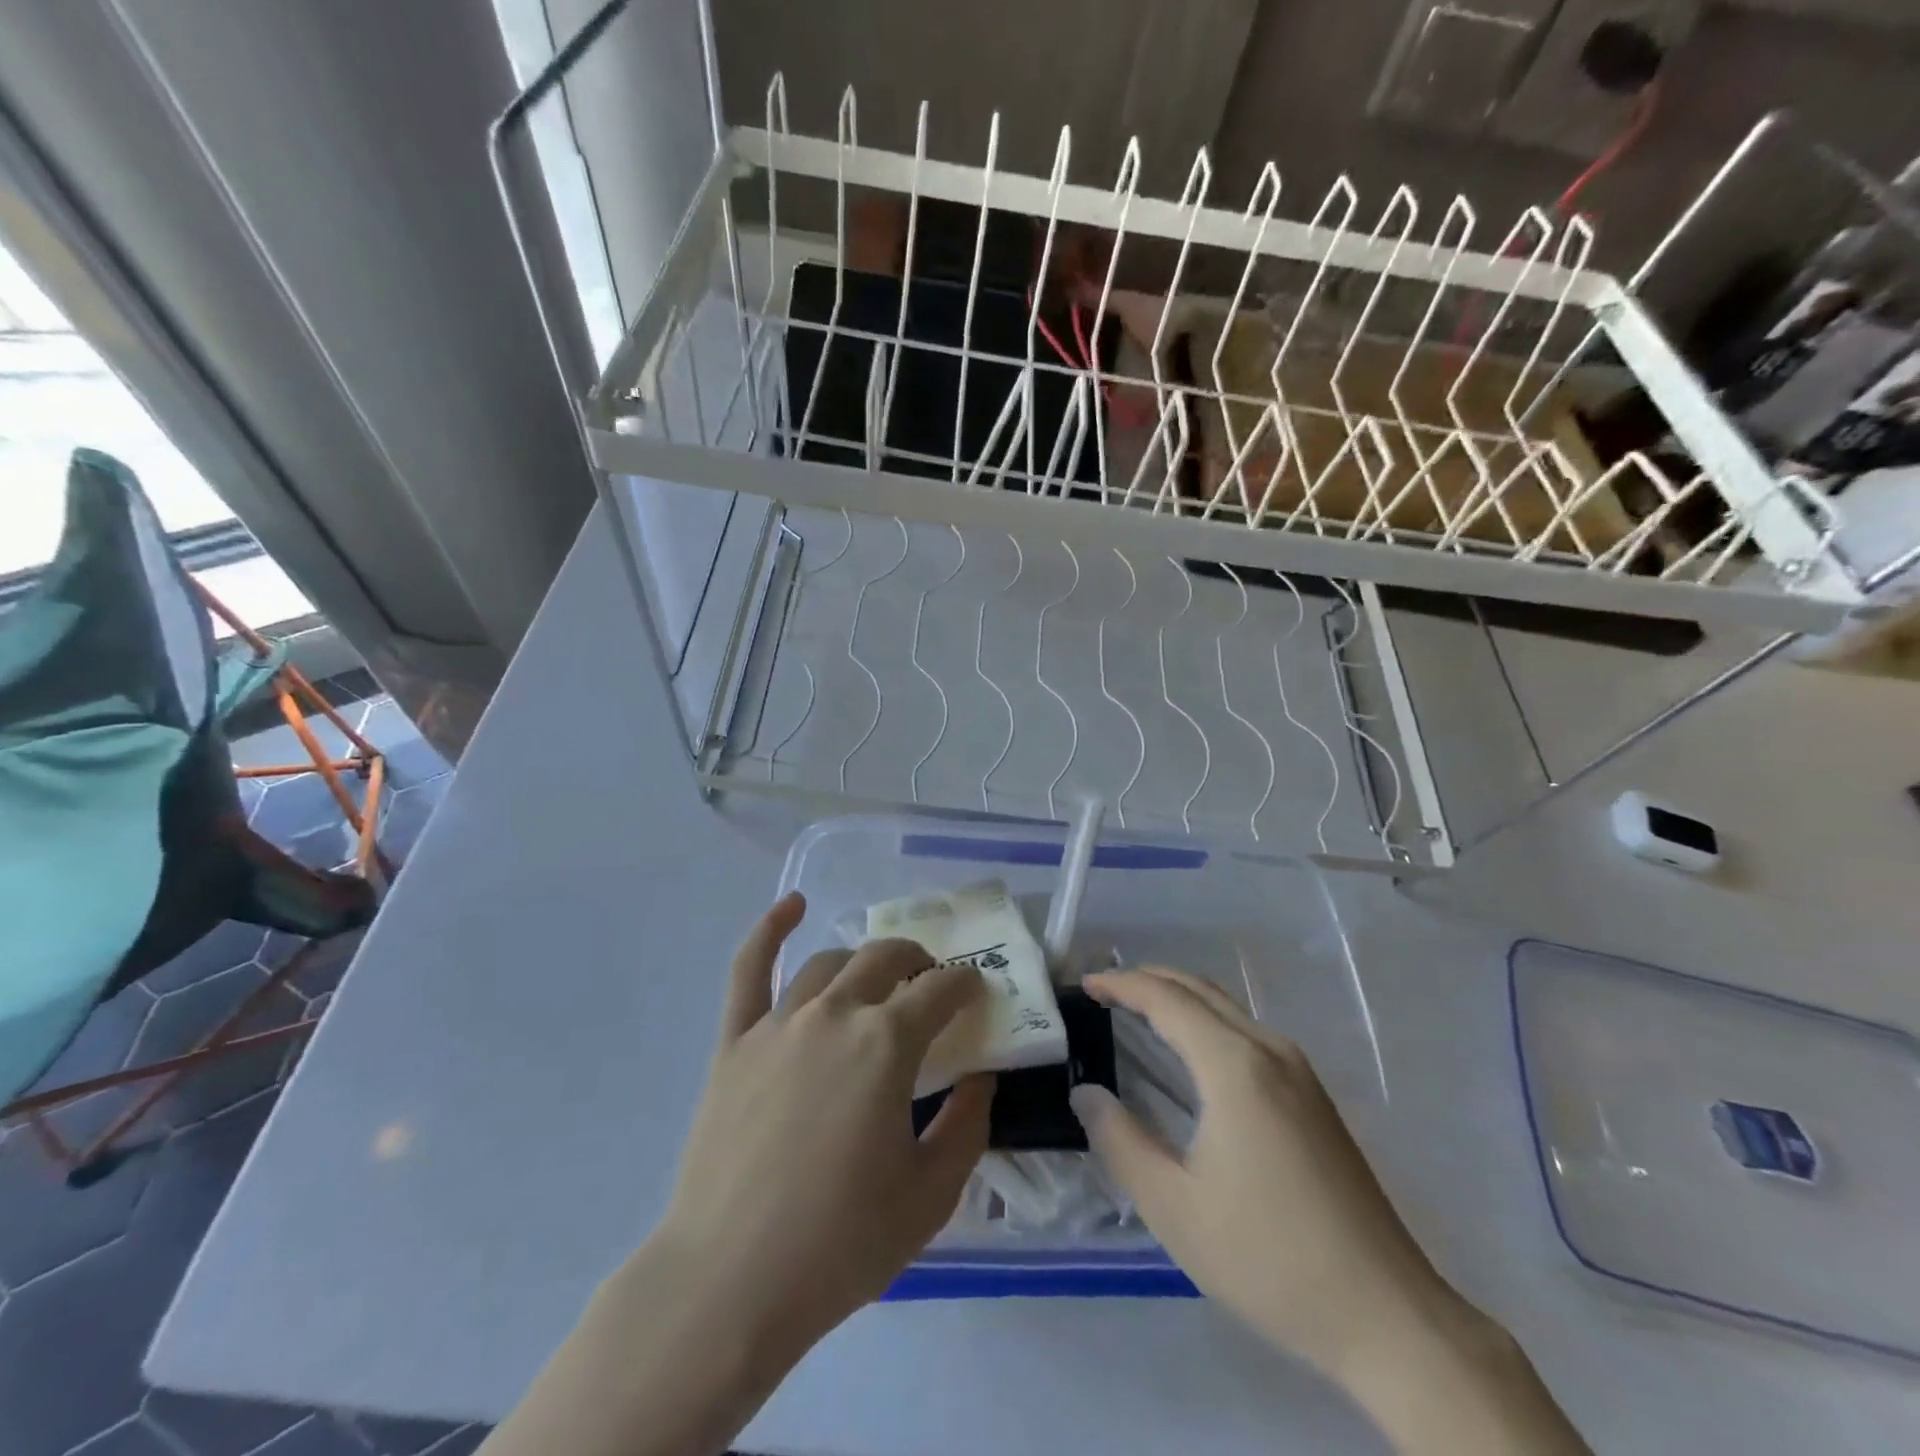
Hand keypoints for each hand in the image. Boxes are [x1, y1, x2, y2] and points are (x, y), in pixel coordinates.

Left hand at [654, 891, 993, 1357]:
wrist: (730, 1281)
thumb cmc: (841, 1243)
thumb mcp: (931, 1194)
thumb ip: (968, 1125)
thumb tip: (980, 1076)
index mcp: (887, 1043)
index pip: (940, 989)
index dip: (965, 984)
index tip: (977, 990)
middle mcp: (835, 1013)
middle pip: (886, 959)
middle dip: (918, 961)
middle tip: (930, 983)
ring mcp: (779, 1022)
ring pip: (829, 962)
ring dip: (862, 961)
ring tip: (876, 977)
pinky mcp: (734, 1041)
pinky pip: (750, 969)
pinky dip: (770, 929)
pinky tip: (792, 905)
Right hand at [1069, 967, 1449, 1381]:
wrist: (1387, 1315)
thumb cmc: (1269, 1259)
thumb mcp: (1174, 1208)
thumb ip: (1120, 1140)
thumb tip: (1087, 1094)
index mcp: (1234, 1066)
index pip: (1166, 999)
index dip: (1121, 984)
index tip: (1084, 986)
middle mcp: (1269, 1050)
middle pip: (1199, 989)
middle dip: (1147, 978)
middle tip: (1103, 989)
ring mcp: (1299, 1069)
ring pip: (1226, 1007)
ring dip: (1178, 996)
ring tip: (1136, 1009)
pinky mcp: (1314, 1093)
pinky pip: (1247, 1030)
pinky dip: (1205, 1019)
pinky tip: (1190, 1049)